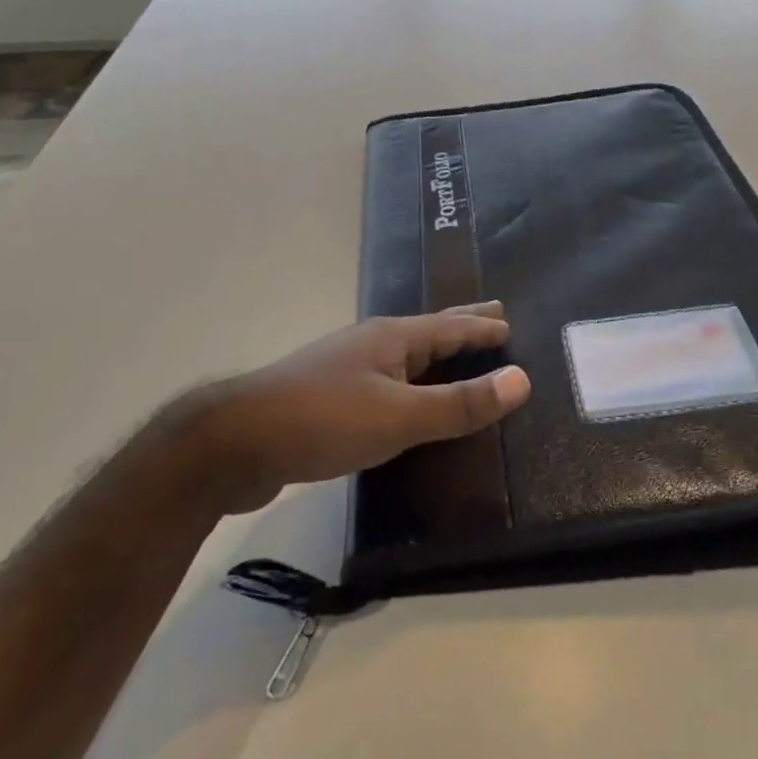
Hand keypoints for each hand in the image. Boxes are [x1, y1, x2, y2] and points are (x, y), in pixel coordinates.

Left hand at [186, 302, 531, 514]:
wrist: (236, 442)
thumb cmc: (324, 419)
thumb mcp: (400, 415)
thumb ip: (459, 403)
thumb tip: (521, 380)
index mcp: (392, 338)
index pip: (450, 326)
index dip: (481, 326)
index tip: (508, 322)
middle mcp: (370, 344)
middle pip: (427, 331)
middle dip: (461, 325)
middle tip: (493, 317)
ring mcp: (345, 369)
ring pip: (404, 359)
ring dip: (435, 358)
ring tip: (455, 361)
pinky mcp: (327, 399)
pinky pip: (384, 384)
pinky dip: (409, 387)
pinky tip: (405, 402)